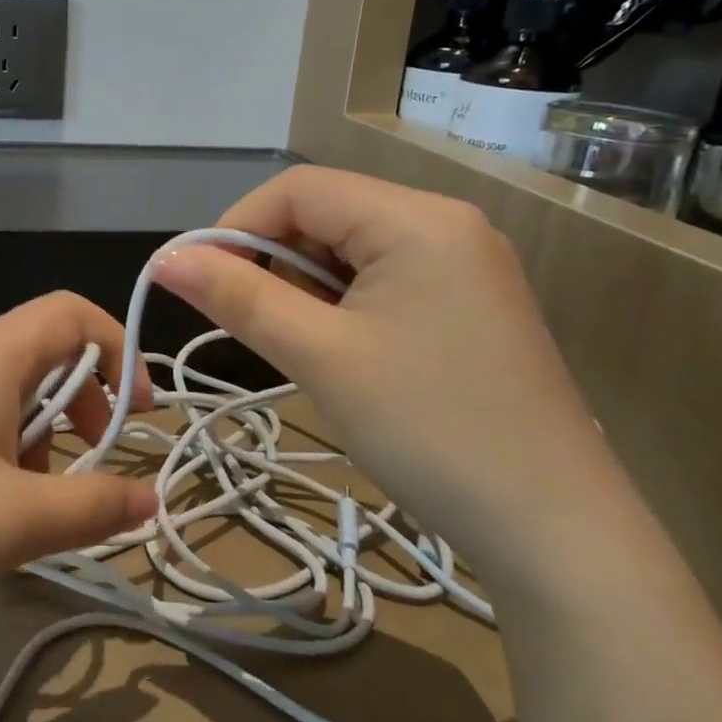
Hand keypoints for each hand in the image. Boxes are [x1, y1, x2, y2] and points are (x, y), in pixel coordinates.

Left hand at [0, 292, 156, 634]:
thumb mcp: (17, 521)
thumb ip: (95, 506)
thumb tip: (151, 497)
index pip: (72, 312)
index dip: (118, 350)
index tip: (137, 413)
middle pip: (43, 352)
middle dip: (82, 403)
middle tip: (89, 463)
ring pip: (7, 391)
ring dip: (39, 435)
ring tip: (28, 502)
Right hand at [153, 166, 639, 588]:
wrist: (556, 532)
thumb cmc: (428, 429)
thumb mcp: (319, 357)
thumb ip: (238, 296)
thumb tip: (165, 258)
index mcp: (416, 218)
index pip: (299, 189)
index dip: (237, 225)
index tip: (202, 282)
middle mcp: (446, 223)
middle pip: (328, 213)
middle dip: (276, 260)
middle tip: (260, 326)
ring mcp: (465, 262)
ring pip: (353, 248)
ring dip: (309, 286)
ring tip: (310, 350)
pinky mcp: (471, 301)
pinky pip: (386, 277)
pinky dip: (346, 304)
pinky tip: (349, 354)